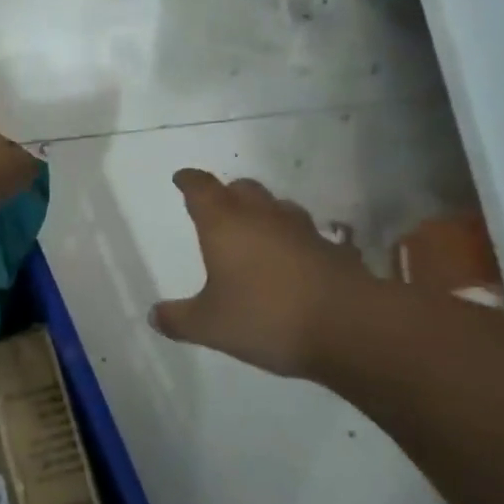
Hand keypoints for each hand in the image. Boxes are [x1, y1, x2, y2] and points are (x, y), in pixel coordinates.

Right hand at [151, 169, 378, 379]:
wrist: (348, 326)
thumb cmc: (265, 317)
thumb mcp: (210, 325)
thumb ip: (179, 319)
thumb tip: (154, 315)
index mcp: (225, 225)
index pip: (201, 189)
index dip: (189, 181)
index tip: (181, 178)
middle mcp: (263, 217)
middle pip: (242, 189)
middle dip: (227, 193)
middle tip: (218, 206)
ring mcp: (302, 230)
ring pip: (277, 207)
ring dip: (263, 212)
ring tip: (255, 230)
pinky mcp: (332, 249)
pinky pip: (306, 235)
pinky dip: (293, 240)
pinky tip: (293, 259)